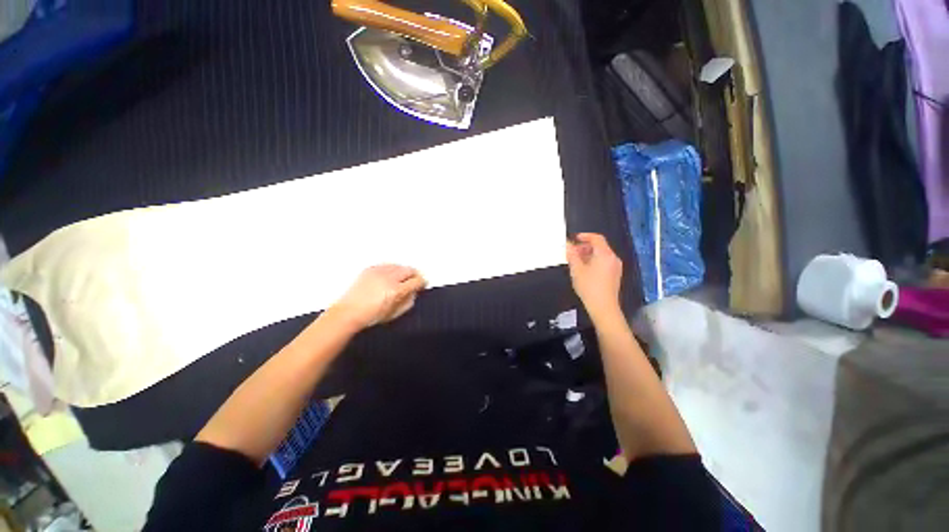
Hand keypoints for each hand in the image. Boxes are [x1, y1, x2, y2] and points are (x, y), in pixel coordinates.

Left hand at [330, 265, 426, 330]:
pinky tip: (390, 276)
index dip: (422, 283)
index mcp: (396, 290)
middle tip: (414, 280)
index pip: (417, 280)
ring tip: (402, 279)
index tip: (422, 284)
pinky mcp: (370, 269)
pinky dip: (391, 269)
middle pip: (409, 269)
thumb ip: (409, 301)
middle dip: (414, 275)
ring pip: (399, 265)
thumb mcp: (395, 313)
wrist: (348, 313)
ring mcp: (378, 272)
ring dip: (403, 271)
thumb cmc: (370, 316)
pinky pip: (387, 265)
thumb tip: (414, 293)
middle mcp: (388, 278)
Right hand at [566, 233, 622, 320]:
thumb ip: (572, 255)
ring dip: (588, 255)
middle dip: (585, 247)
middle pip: (600, 246)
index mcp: (605, 254)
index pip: (597, 238)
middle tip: (572, 252)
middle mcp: (613, 258)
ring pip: (601, 255)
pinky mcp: (615, 275)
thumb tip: (568, 245)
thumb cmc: (589, 287)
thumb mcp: (576, 269)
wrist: (603, 307)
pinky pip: (604, 263)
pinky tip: (584, 270)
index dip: (585, 236)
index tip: (575, 238)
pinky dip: (594, 261)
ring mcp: (615, 267)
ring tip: (576, 262)